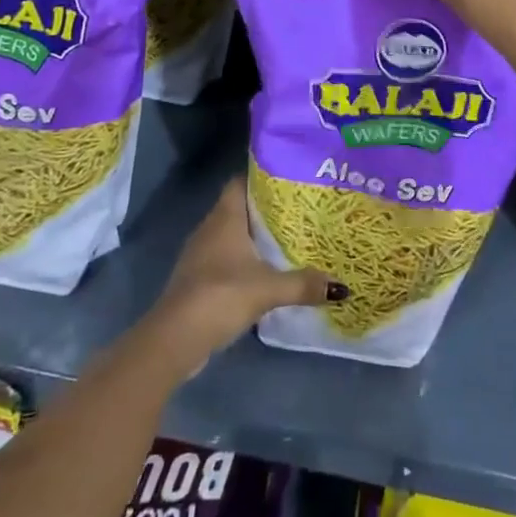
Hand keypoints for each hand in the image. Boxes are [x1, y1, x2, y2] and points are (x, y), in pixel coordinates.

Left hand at [146, 178, 342, 376]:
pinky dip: (245, 260)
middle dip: (267, 209)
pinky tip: (266, 271)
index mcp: (225, 216)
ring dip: (256, 237)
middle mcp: (210, 228)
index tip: (291, 181)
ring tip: (290, 239)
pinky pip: (227, 258)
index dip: (263, 178)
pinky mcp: (199, 278)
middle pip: (240, 207)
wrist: (175, 338)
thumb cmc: (220, 295)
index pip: (241, 182)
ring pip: (233, 234)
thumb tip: (341, 286)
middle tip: (301, 211)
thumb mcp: (268, 289)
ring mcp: (201, 254)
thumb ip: (303, 284)